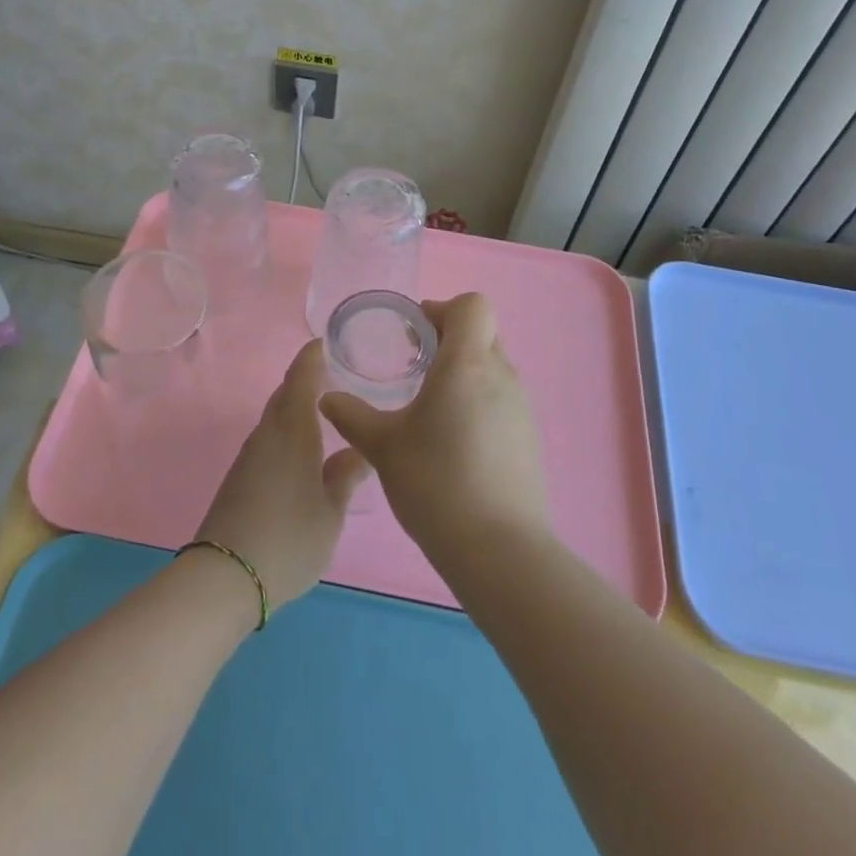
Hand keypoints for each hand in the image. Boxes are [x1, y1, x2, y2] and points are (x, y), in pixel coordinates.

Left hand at [195, 340, 369, 611]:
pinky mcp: (240, 475)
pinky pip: (268, 437)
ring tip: (322, 411)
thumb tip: (359, 452)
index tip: (325, 342)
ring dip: (295, 406)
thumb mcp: (330, 513)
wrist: (225, 576)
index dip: (312, 357)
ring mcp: (250, 455)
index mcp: (293, 431)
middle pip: (285, 394)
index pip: (302, 379)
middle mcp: (268, 434)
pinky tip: (300, 448)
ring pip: (275, 416)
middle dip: (305, 379)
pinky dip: (285, 429)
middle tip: (333, 375)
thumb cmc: (289, 539)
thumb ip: (345, 478)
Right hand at [319, 293, 550, 561]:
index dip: (443, 309)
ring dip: (463, 371)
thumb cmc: (436, 483)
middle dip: (448, 338)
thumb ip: (352, 415)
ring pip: (492, 366)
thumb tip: (327, 398)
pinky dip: (477, 401)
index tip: (414, 334)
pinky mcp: (528, 437)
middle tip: (414, 364)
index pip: (472, 305)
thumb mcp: (382, 446)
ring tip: (429, 405)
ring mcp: (521, 407)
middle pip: (482, 332)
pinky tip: (452, 440)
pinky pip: (501, 399)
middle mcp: (501, 375)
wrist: (499, 550)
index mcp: (467, 363)